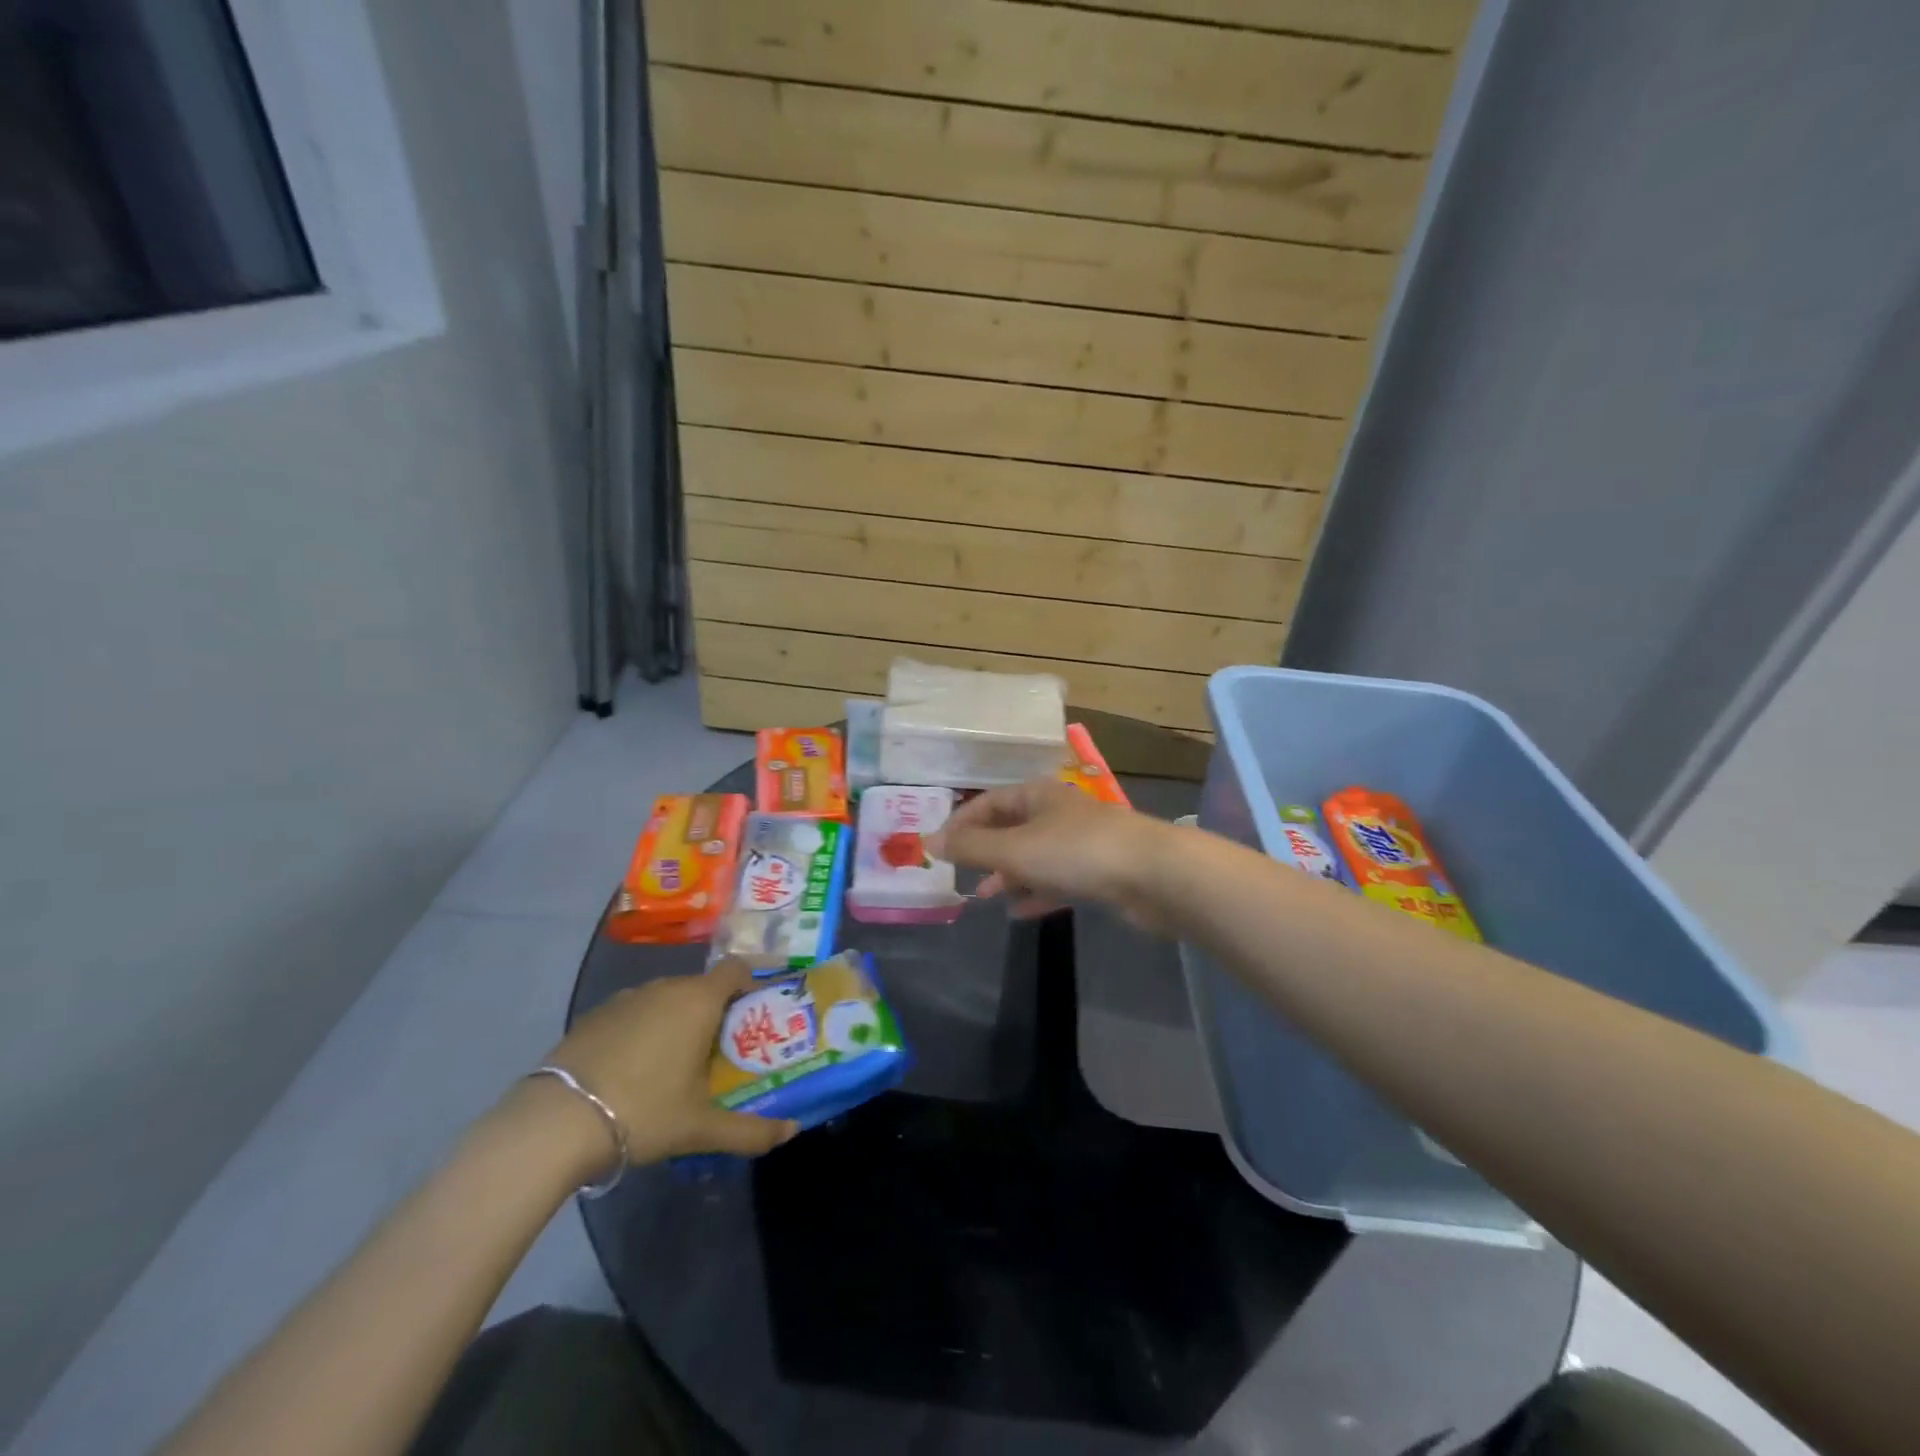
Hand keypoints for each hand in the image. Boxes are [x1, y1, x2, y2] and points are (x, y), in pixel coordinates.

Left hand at [541, 958, 797, 1168]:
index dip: (750, 983)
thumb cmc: (644, 1111)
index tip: (756, 1011)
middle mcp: (665, 988)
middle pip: (702, 988)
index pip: (736, 969)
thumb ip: (751, 1130)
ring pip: (666, 1001)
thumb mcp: (701, 1128)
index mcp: (699, 1001)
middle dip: (715, 1013)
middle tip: (720, 1053)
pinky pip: (633, 1014)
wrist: (555, 1123)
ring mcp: (626, 999)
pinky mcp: (594, 1016)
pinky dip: (643, 1032)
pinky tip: (633, 1072)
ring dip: (677, 1022)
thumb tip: (791, 1131)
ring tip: (676, 1066)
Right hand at [927, 779, 1174, 929]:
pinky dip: (1036, 892)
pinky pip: (1057, 880)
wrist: (1153, 875)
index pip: (989, 801)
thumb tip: (929, 840)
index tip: (938, 848)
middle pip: (1011, 827)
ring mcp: (1080, 843)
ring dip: (1008, 874)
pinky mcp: (1099, 873)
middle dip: (984, 850)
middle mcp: (1058, 813)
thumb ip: (972, 847)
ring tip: (985, 896)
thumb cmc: (1077, 852)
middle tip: (960, 874)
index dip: (961, 822)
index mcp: (1038, 795)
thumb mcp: (1015, 848)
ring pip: (1034, 856)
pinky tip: (1018, 912)